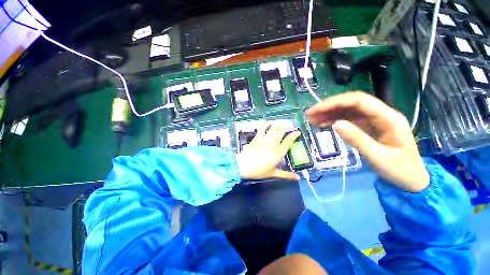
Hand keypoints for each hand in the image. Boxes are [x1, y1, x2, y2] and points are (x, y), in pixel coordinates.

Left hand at [235, 123, 300, 180]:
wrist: (243, 165)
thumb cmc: (259, 171)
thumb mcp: (273, 174)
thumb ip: (286, 175)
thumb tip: (298, 178)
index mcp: (278, 152)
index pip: (288, 141)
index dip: (294, 135)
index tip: (298, 132)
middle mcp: (273, 144)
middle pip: (281, 133)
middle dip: (285, 128)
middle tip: (288, 126)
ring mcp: (264, 139)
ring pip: (273, 129)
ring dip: (277, 125)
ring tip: (280, 123)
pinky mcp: (256, 138)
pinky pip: (262, 129)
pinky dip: (265, 125)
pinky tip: (268, 122)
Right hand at [306, 92, 428, 191]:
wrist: (411, 180)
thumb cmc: (400, 170)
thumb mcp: (378, 157)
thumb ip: (357, 139)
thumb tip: (336, 124)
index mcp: (388, 118)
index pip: (359, 101)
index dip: (336, 102)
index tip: (317, 110)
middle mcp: (381, 114)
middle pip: (351, 103)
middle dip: (329, 106)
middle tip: (310, 114)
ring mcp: (374, 121)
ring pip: (348, 111)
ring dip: (329, 113)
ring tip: (312, 119)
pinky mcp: (368, 127)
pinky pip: (348, 120)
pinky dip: (334, 120)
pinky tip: (323, 124)